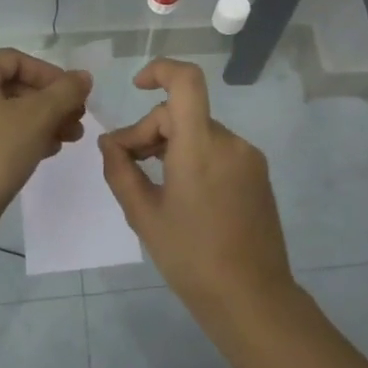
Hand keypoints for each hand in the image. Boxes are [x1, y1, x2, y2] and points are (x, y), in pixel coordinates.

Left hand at [0, 49, 91, 235]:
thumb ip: (65, 92)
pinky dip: (18, 137)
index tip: (75, 96)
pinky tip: (44, 152)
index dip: (50, 74)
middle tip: (76, 120)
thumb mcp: (38, 117)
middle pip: (9, 86)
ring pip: (1, 112)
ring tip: (67, 140)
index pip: (15, 59)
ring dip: (38, 121)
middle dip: (49, 102)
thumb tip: (83, 77)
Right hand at [97, 58, 293, 320]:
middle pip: (182, 114)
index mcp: (200, 147)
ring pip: (199, 132)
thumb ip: (121, 170)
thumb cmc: (190, 257)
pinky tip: (181, 192)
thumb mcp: (144, 215)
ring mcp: (249, 158)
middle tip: (126, 164)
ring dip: (172, 145)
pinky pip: (218, 150)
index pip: (186, 81)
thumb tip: (109, 142)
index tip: (136, 87)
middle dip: (150, 131)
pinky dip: (194, 157)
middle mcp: (229, 142)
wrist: (251, 297)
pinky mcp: (258, 174)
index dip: (160, 70)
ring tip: (151, 182)